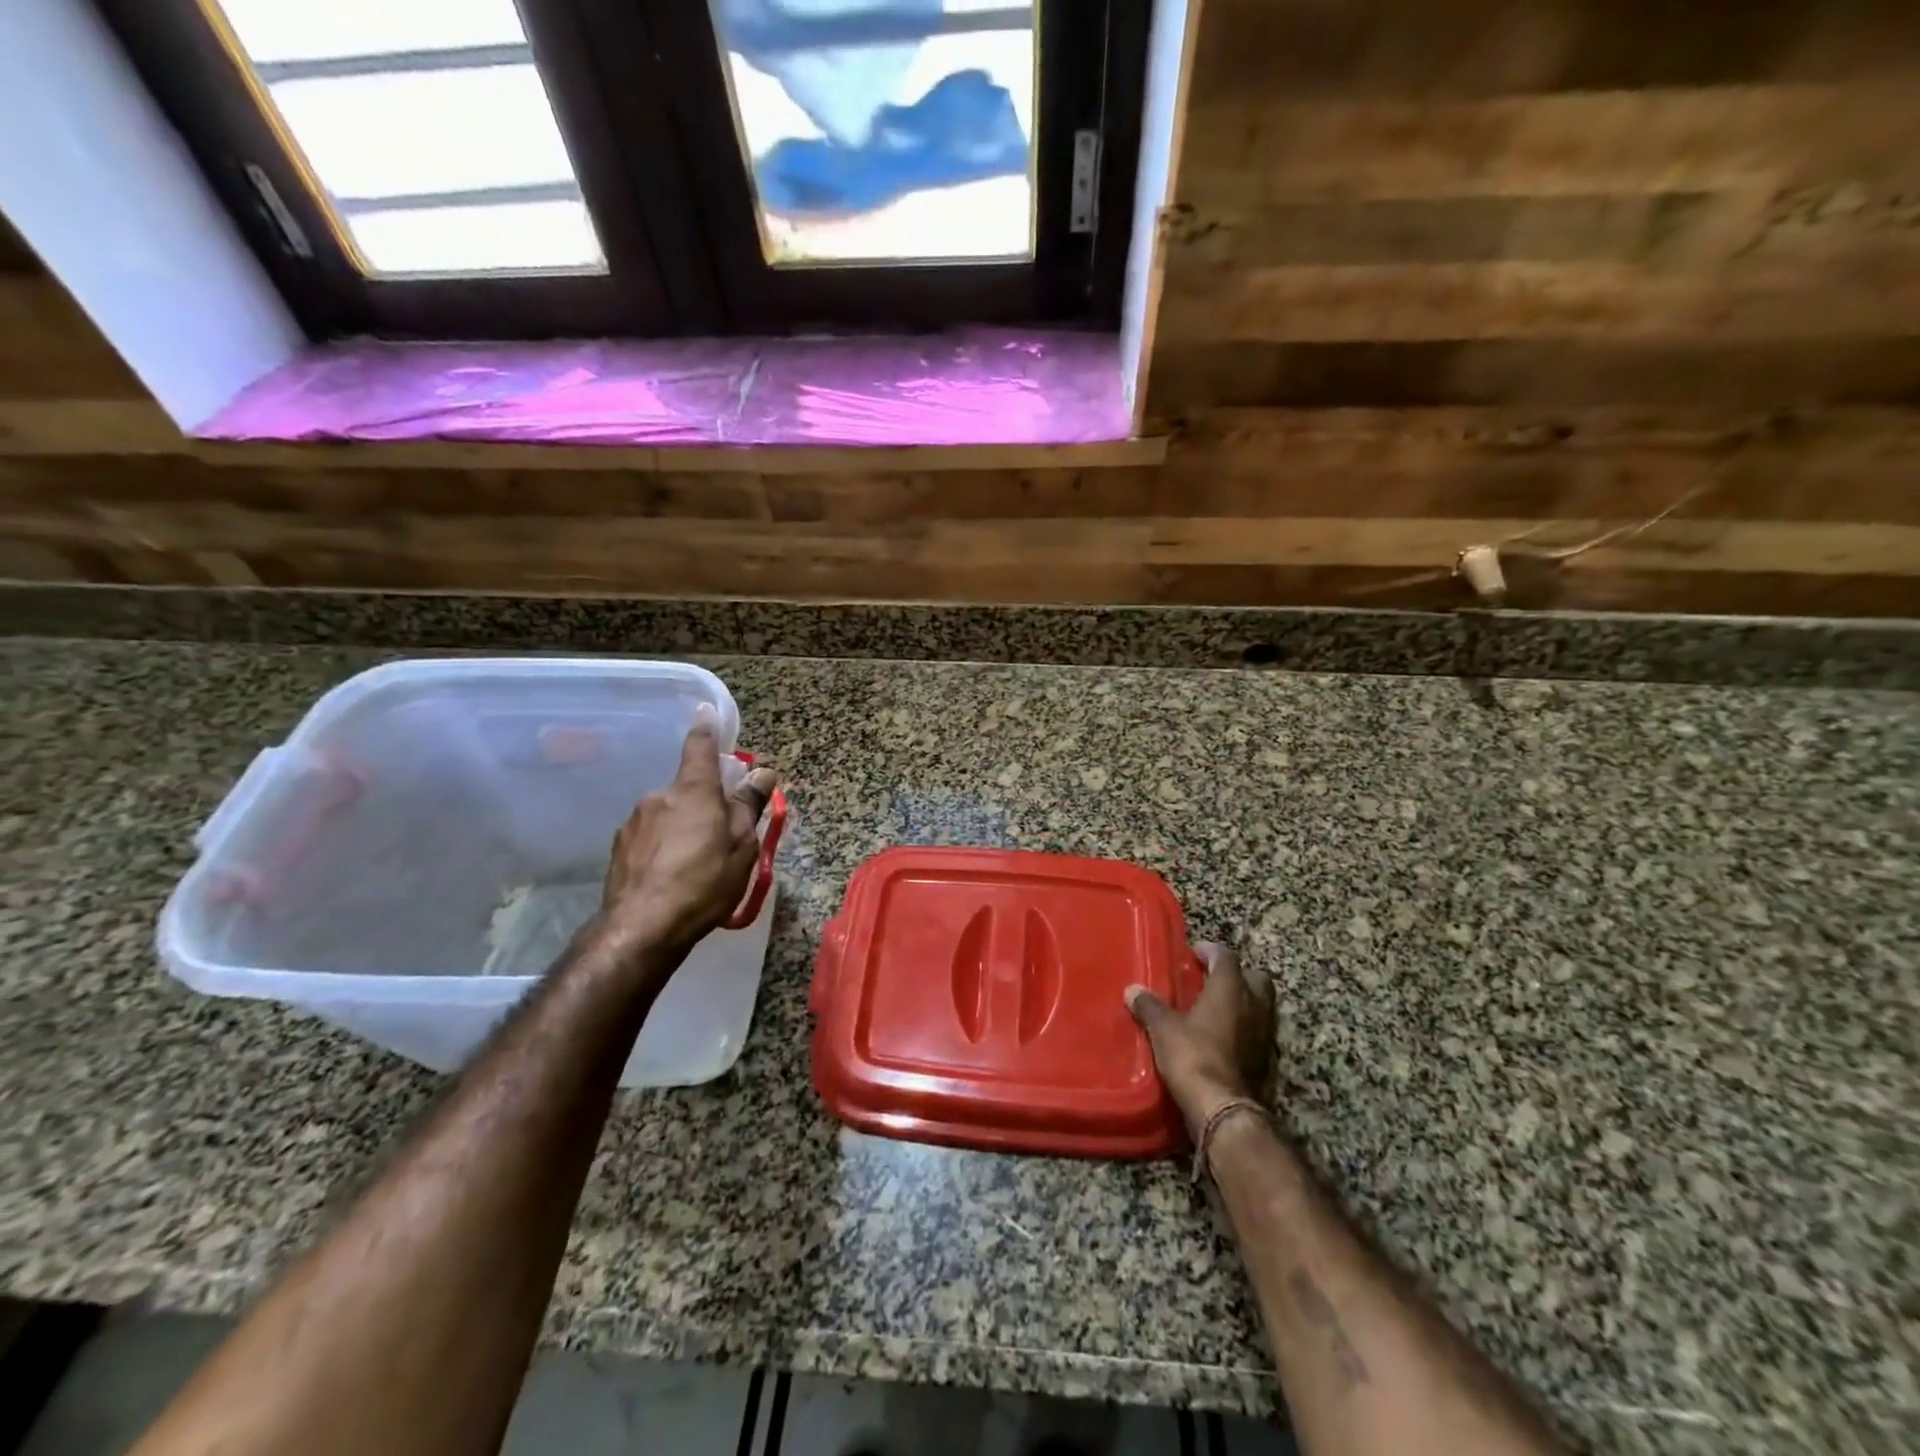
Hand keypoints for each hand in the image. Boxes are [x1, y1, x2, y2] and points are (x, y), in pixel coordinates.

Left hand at [596, 715, 777, 956]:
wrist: (642, 928)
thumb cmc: (704, 882)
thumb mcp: (741, 845)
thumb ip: (748, 805)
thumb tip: (762, 773)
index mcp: (693, 791)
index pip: (700, 747)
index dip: (706, 728)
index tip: (705, 711)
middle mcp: (659, 797)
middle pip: (688, 789)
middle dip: (705, 801)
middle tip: (723, 833)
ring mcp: (634, 822)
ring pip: (669, 814)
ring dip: (684, 827)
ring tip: (696, 863)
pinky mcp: (620, 849)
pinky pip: (651, 837)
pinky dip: (664, 847)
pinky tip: (671, 875)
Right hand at [1126, 942, 1274, 1138]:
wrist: (1222, 1108)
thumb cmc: (1193, 1055)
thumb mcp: (1163, 1028)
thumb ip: (1149, 1006)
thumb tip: (1132, 990)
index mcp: (1230, 989)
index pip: (1226, 956)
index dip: (1210, 951)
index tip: (1194, 952)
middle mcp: (1254, 1005)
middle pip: (1255, 977)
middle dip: (1237, 974)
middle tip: (1212, 979)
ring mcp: (1265, 1033)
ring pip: (1260, 1005)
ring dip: (1243, 1002)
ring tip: (1216, 1008)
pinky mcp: (1266, 1059)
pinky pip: (1258, 1031)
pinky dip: (1244, 1027)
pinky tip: (1223, 1036)